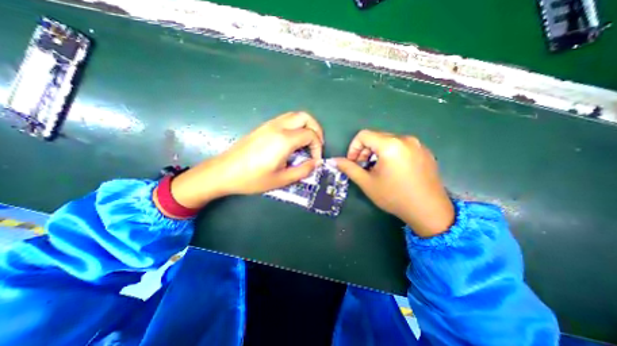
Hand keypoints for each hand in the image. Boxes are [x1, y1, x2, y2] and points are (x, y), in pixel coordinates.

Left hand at [168, 111, 323, 207]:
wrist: (224, 171)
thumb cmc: (252, 178)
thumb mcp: (281, 179)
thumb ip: (302, 171)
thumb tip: (316, 163)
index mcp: (284, 140)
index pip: (310, 135)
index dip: (318, 147)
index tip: (315, 160)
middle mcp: (278, 127)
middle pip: (305, 117)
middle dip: (316, 129)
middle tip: (317, 145)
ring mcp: (269, 124)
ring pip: (295, 115)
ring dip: (306, 126)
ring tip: (307, 142)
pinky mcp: (263, 126)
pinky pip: (285, 119)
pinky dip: (296, 126)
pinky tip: (293, 141)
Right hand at [335, 130, 453, 236]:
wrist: (429, 211)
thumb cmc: (394, 197)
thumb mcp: (367, 183)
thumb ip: (349, 168)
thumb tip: (335, 160)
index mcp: (390, 145)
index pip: (363, 135)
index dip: (353, 147)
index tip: (353, 162)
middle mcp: (405, 139)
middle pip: (376, 137)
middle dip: (365, 150)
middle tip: (363, 167)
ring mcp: (417, 144)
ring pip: (388, 141)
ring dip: (377, 152)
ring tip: (377, 169)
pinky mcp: (424, 151)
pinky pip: (401, 146)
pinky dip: (391, 153)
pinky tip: (393, 170)